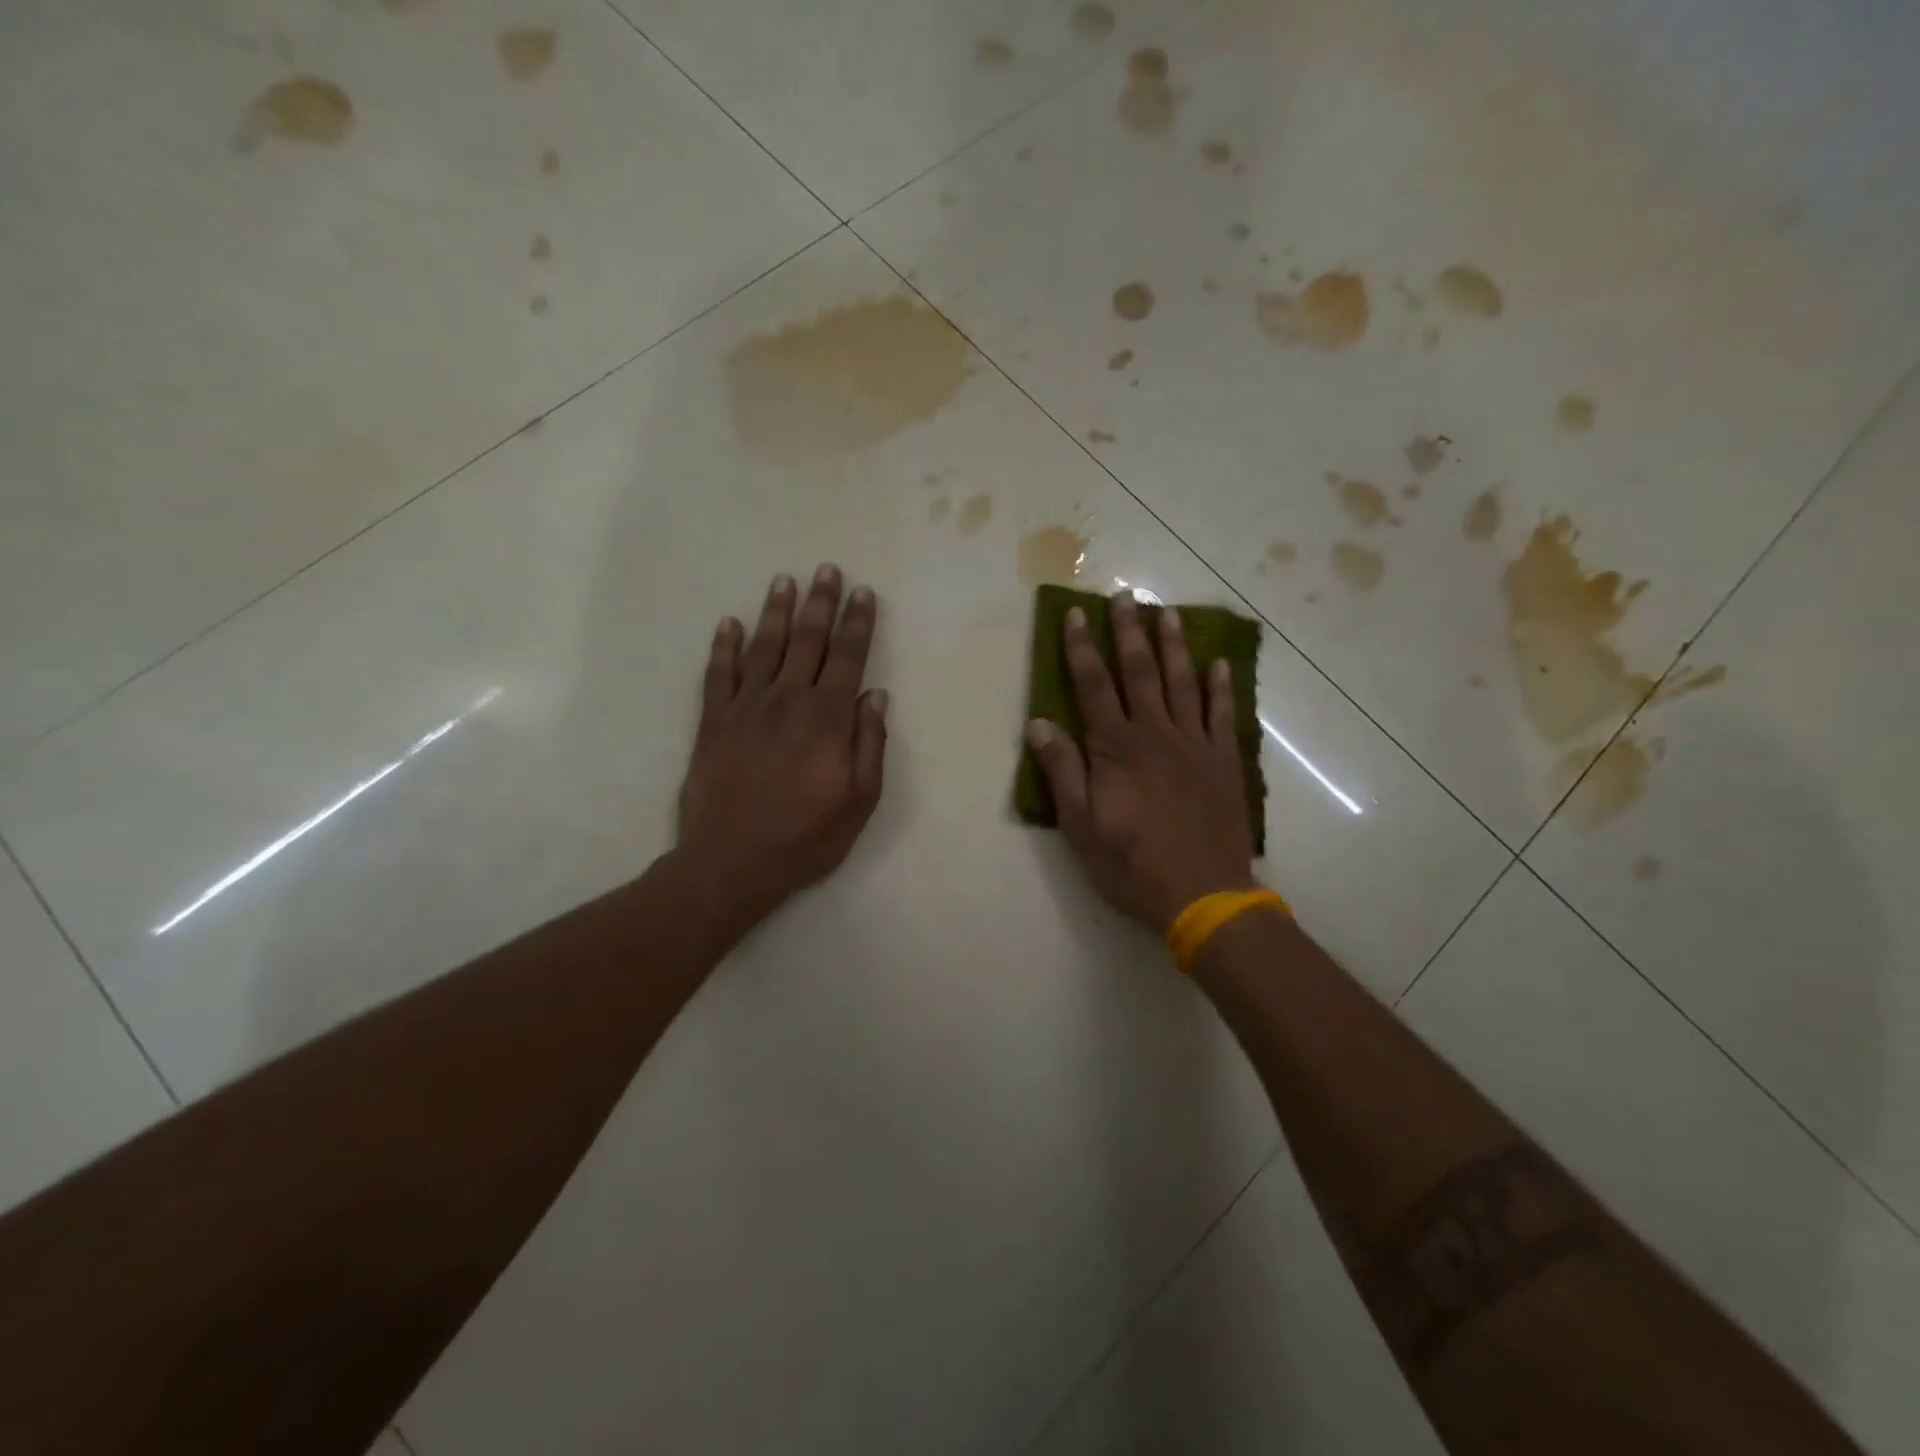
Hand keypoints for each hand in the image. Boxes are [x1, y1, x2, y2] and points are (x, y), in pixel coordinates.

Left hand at [676, 565, 887, 930]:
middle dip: (821, 603)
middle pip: (807, 641)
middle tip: (827, 569)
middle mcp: (786, 701)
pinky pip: (717, 675)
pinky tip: (728, 624)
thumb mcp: (859, 801)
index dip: (858, 623)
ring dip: (776, 612)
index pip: (847, 658)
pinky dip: (723, 647)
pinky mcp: (712, 723)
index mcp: (826, 719)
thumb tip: (875, 696)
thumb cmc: (806, 837)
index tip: (864, 592)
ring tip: (784, 581)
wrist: (731, 863)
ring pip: (763, 648)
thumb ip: (870, 744)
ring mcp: (744, 708)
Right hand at [1025, 595, 1255, 933]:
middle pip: (1139, 672)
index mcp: (1116, 749)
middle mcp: (1156, 734)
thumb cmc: (1132, 865)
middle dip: (1129, 632)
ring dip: (1173, 646)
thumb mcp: (1080, 827)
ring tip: (1168, 612)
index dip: (1082, 648)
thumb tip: (1038, 723)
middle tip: (1126, 596)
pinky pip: (1222, 714)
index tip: (1077, 614)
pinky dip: (1220, 686)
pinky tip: (1218, 663)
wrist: (1204, 895)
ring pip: (1183, 683)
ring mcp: (1195, 745)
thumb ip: (1062, 771)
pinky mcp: (1224, 762)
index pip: (1093, 686)